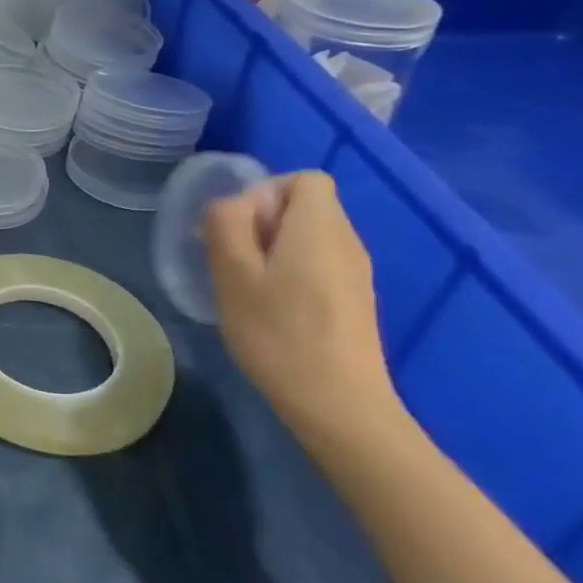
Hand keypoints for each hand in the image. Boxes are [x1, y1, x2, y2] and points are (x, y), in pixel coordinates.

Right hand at [203, 171, 401, 446]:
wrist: (338, 404)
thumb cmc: (277, 332)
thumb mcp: (233, 273)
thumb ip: (227, 224)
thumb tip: (232, 203)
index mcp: (320, 228)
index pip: (304, 178)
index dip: (264, 191)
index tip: (237, 227)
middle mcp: (347, 241)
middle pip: (304, 205)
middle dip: (261, 221)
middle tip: (230, 259)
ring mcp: (355, 272)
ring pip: (307, 236)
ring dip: (270, 248)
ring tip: (244, 285)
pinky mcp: (353, 299)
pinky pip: (316, 263)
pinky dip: (288, 271)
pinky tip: (269, 307)